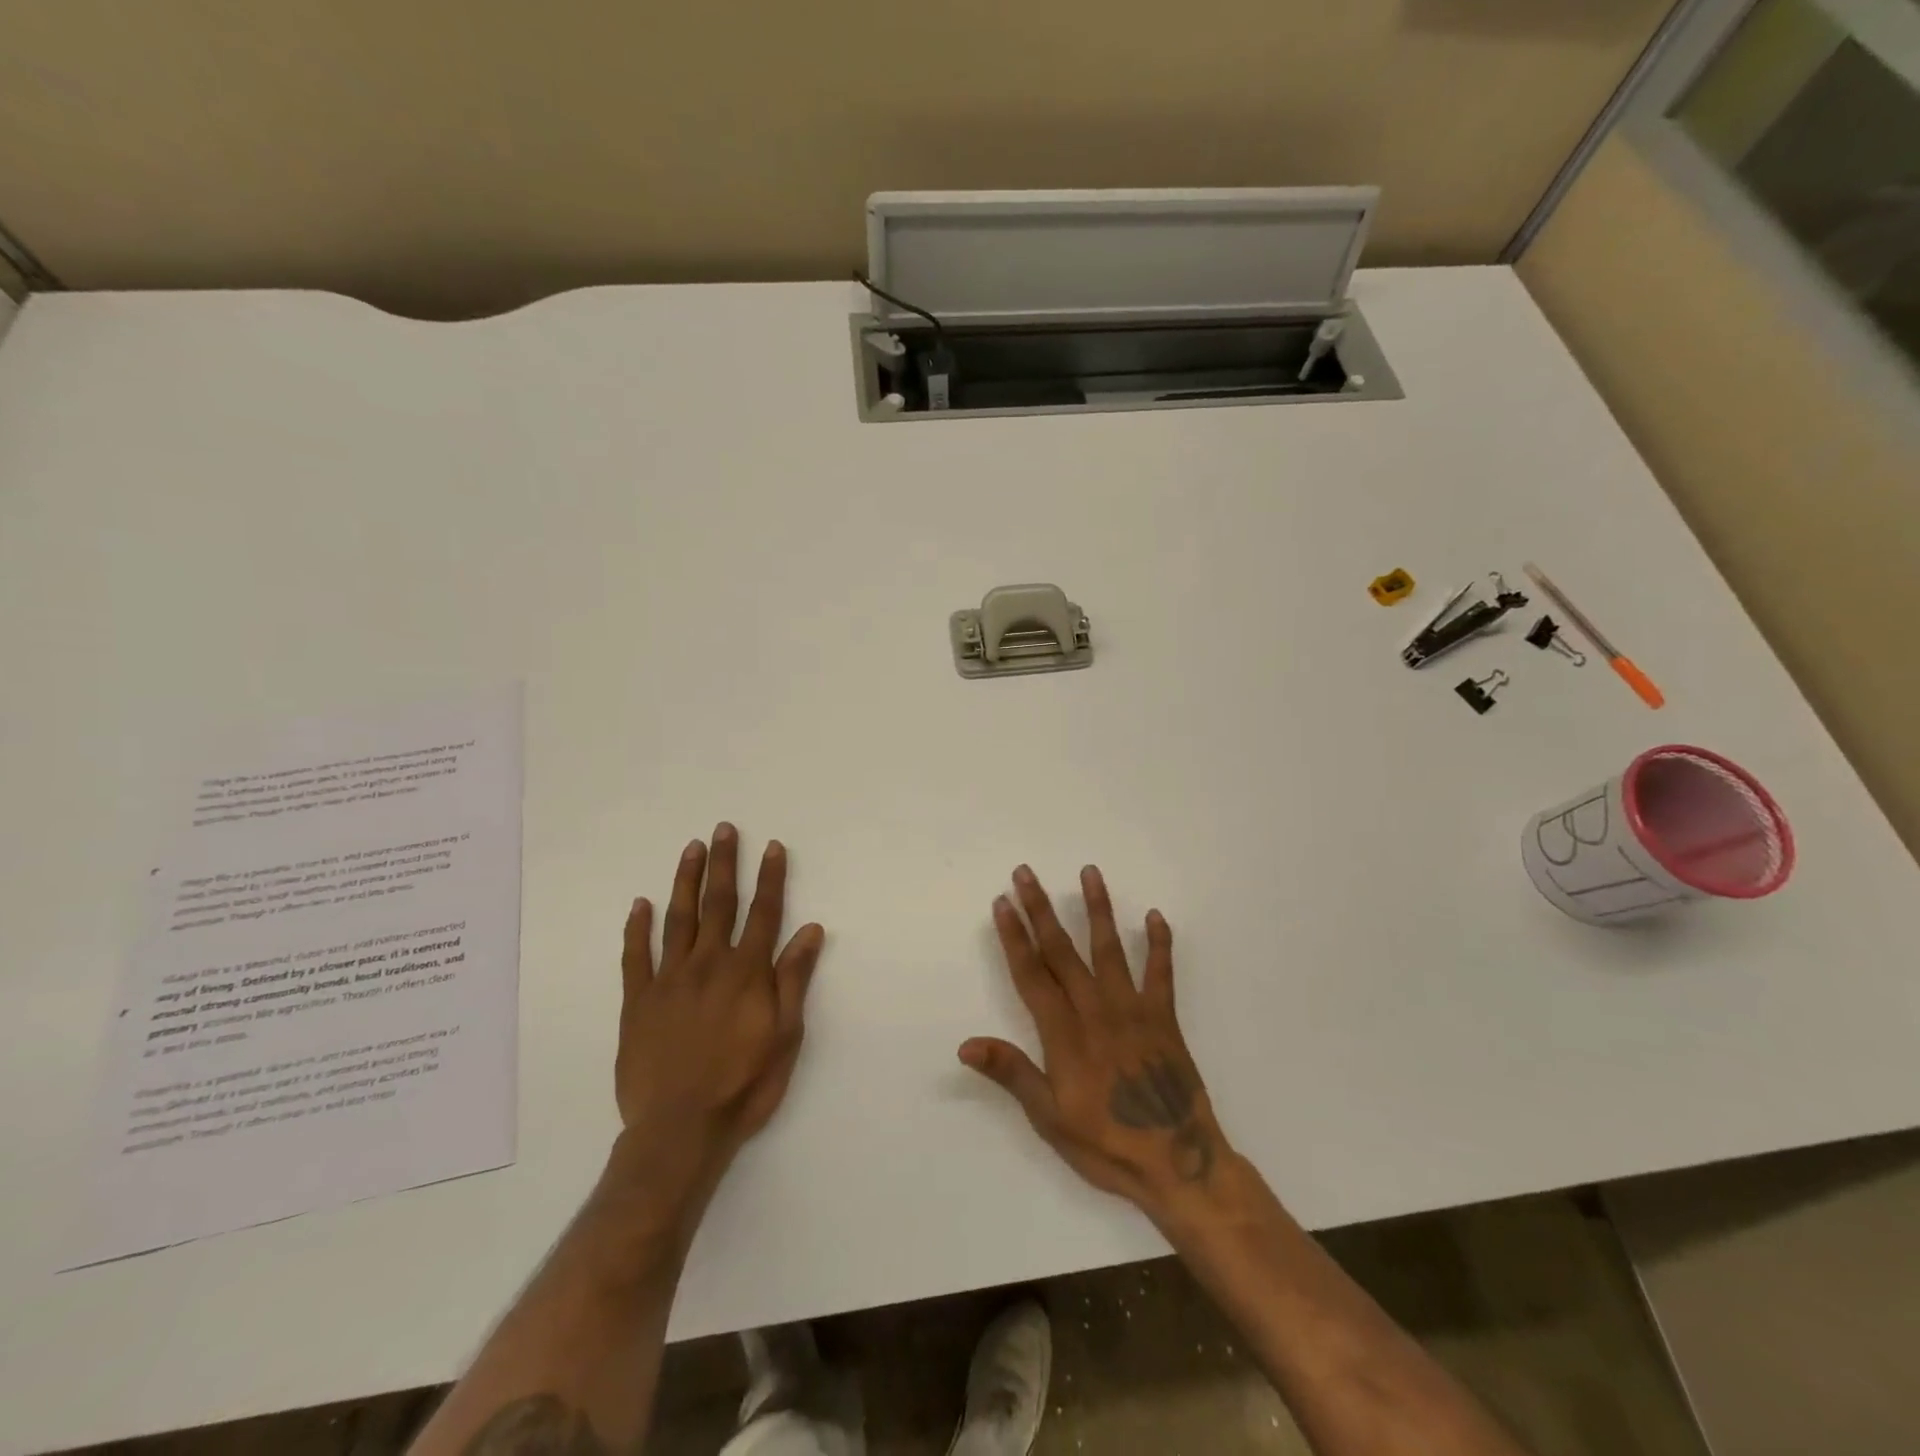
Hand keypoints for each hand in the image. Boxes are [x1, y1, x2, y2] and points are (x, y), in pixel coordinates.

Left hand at [610, 824, 825, 1214]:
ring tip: (691, 848)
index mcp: (747, 972)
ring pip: (678, 918)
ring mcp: (669, 979)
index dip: (770, 878)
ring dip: (686, 880)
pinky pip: (636, 956)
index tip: (772, 847)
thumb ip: (794, 979)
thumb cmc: (744, 1084)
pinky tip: (640, 904)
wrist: (680, 1129)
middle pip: (719, 903)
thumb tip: (810, 930)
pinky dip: (638, 928)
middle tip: (724, 829)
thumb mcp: (785, 1036)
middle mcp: (709, 964)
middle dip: (724, 864)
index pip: (763, 913)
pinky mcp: (638, 1001)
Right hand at [959, 865, 1228, 1221]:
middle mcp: (1096, 1010)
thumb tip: (966, 1043)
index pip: (1032, 974)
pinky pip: (1161, 972)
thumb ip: (1012, 1073)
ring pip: (1109, 949)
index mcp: (1064, 1034)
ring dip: (1097, 909)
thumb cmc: (1106, 1144)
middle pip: (1062, 951)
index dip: (1015, 936)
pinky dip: (1159, 943)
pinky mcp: (1164, 1018)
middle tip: (1025, 874)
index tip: (1002, 902)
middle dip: (1041, 910)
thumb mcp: (1049, 1118)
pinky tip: (1154, 915)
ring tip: (1090, 872)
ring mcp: (1133, 1009)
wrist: (1178, 1164)